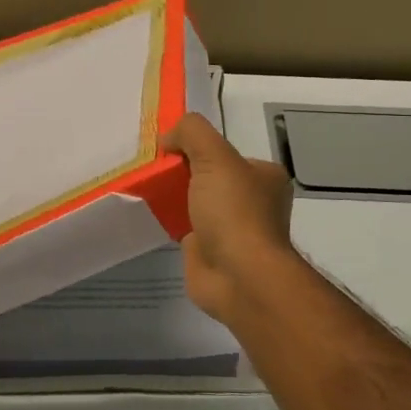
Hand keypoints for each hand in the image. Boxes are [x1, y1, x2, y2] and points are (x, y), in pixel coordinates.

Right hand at [161, 113, 297, 323]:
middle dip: (182, 171)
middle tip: (152, 167)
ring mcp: (232, 229)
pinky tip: (150, 213)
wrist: (238, 276)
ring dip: (174, 196)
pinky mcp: (210, 251)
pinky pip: (185, 227)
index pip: (226, 152)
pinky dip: (169, 220)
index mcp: (265, 177)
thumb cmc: (234, 212)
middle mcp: (253, 202)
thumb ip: (192, 133)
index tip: (169, 147)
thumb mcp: (214, 156)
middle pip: (209, 176)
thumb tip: (170, 137)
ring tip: (145, 187)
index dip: (198, 147)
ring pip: (196, 202)